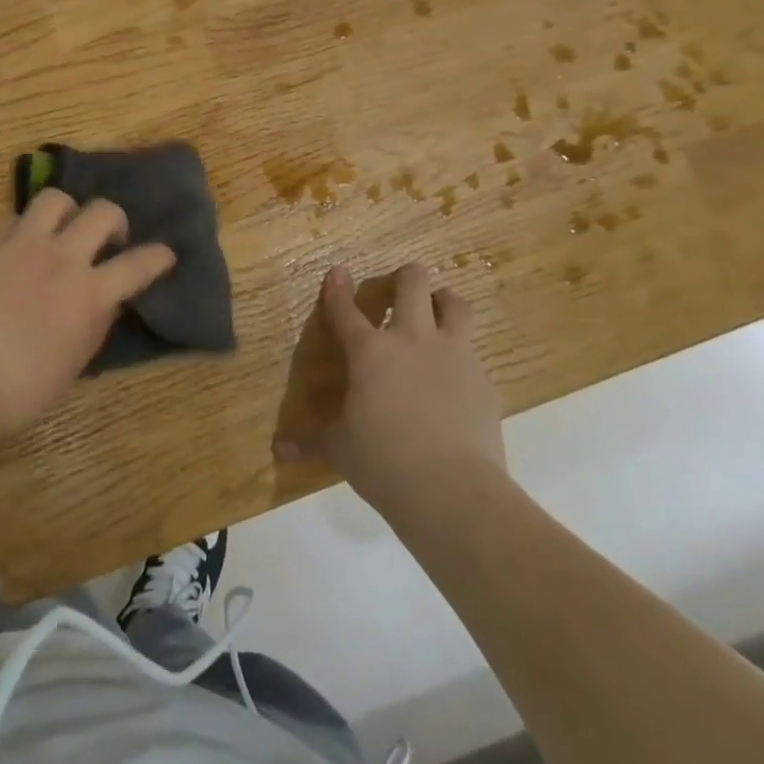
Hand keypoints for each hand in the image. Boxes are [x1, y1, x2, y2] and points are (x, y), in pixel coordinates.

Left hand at [0, 188, 174, 442]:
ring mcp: (22, 246)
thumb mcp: (75, 363)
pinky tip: (19, 248)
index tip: (165, 254)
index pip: (139, 264)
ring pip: (55, 200)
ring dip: (67, 212)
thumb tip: (107, 301)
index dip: (158, 256)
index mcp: (90, 293)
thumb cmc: (22, 389)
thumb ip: (96, 323)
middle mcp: (62, 258)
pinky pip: (13, 219)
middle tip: (109, 239)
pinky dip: (24, 229)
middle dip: (115, 220)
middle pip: (103, 212)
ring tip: (62, 230)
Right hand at [293, 263, 506, 518]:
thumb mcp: (341, 450)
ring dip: (444, 301)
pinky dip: (463, 358)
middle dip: (405, 276)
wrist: (454, 492)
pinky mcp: (484, 382)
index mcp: (370, 352)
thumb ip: (312, 441)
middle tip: (400, 285)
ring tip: (438, 308)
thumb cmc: (384, 463)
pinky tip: (457, 380)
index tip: (337, 271)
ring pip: (455, 305)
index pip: (346, 309)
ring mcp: (453, 356)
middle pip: (413, 283)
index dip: (337, 288)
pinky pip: (474, 355)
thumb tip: (279, 449)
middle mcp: (412, 340)